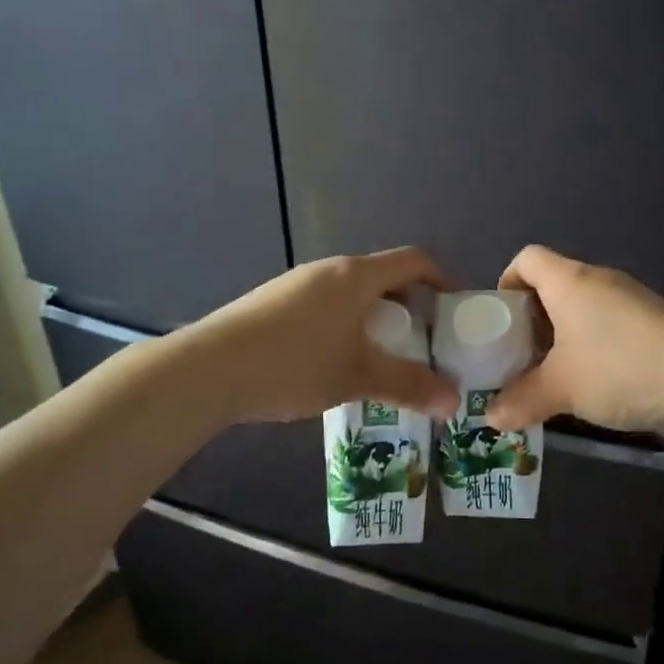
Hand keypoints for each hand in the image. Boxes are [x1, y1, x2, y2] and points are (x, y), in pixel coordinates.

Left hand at [193, 248, 459, 423]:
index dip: (440, 279)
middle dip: (407, 308)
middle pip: (381, 278)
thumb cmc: (295, 364)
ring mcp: (294, 285)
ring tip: (376, 360)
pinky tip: (330, 366)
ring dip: (372, 320)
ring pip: (349, 295)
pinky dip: (342, 327)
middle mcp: (327, 270)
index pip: (412, 260)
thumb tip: (454, 403)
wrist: (209, 369)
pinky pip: (322, 307)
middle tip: (417, 345)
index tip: (452, 312)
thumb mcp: (358, 377)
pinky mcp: (271, 304)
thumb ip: (409, 386)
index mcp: (356, 276)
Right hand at [485, 245, 663, 432]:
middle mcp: (598, 279)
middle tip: (520, 357)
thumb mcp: (561, 389)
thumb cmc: (618, 368)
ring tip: (554, 375)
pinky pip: (607, 322)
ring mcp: (630, 298)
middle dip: (531, 320)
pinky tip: (595, 381)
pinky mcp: (653, 319)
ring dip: (562, 336)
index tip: (500, 321)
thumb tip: (491, 418)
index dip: (507, 282)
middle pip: (552, 285)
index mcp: (568, 281)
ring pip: (581, 307)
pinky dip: (591, 344)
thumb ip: (521, 400)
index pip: (526, 258)